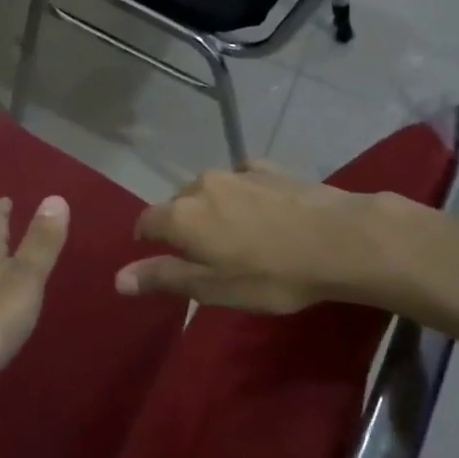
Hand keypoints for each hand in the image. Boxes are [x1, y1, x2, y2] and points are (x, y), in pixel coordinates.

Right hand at [116, 161, 393, 312]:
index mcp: (182, 215)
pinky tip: (261, 211)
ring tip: (235, 235)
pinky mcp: (269, 169)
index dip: (147, 239)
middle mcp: (202, 185)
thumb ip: (164, 278)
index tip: (160, 259)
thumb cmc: (272, 274)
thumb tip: (117, 278)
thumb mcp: (214, 288)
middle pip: (178, 204)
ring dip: (212, 210)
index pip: (147, 221)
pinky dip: (241, 195)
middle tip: (204, 256)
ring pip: (210, 190)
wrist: (340, 239)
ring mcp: (237, 172)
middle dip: (182, 226)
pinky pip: (241, 180)